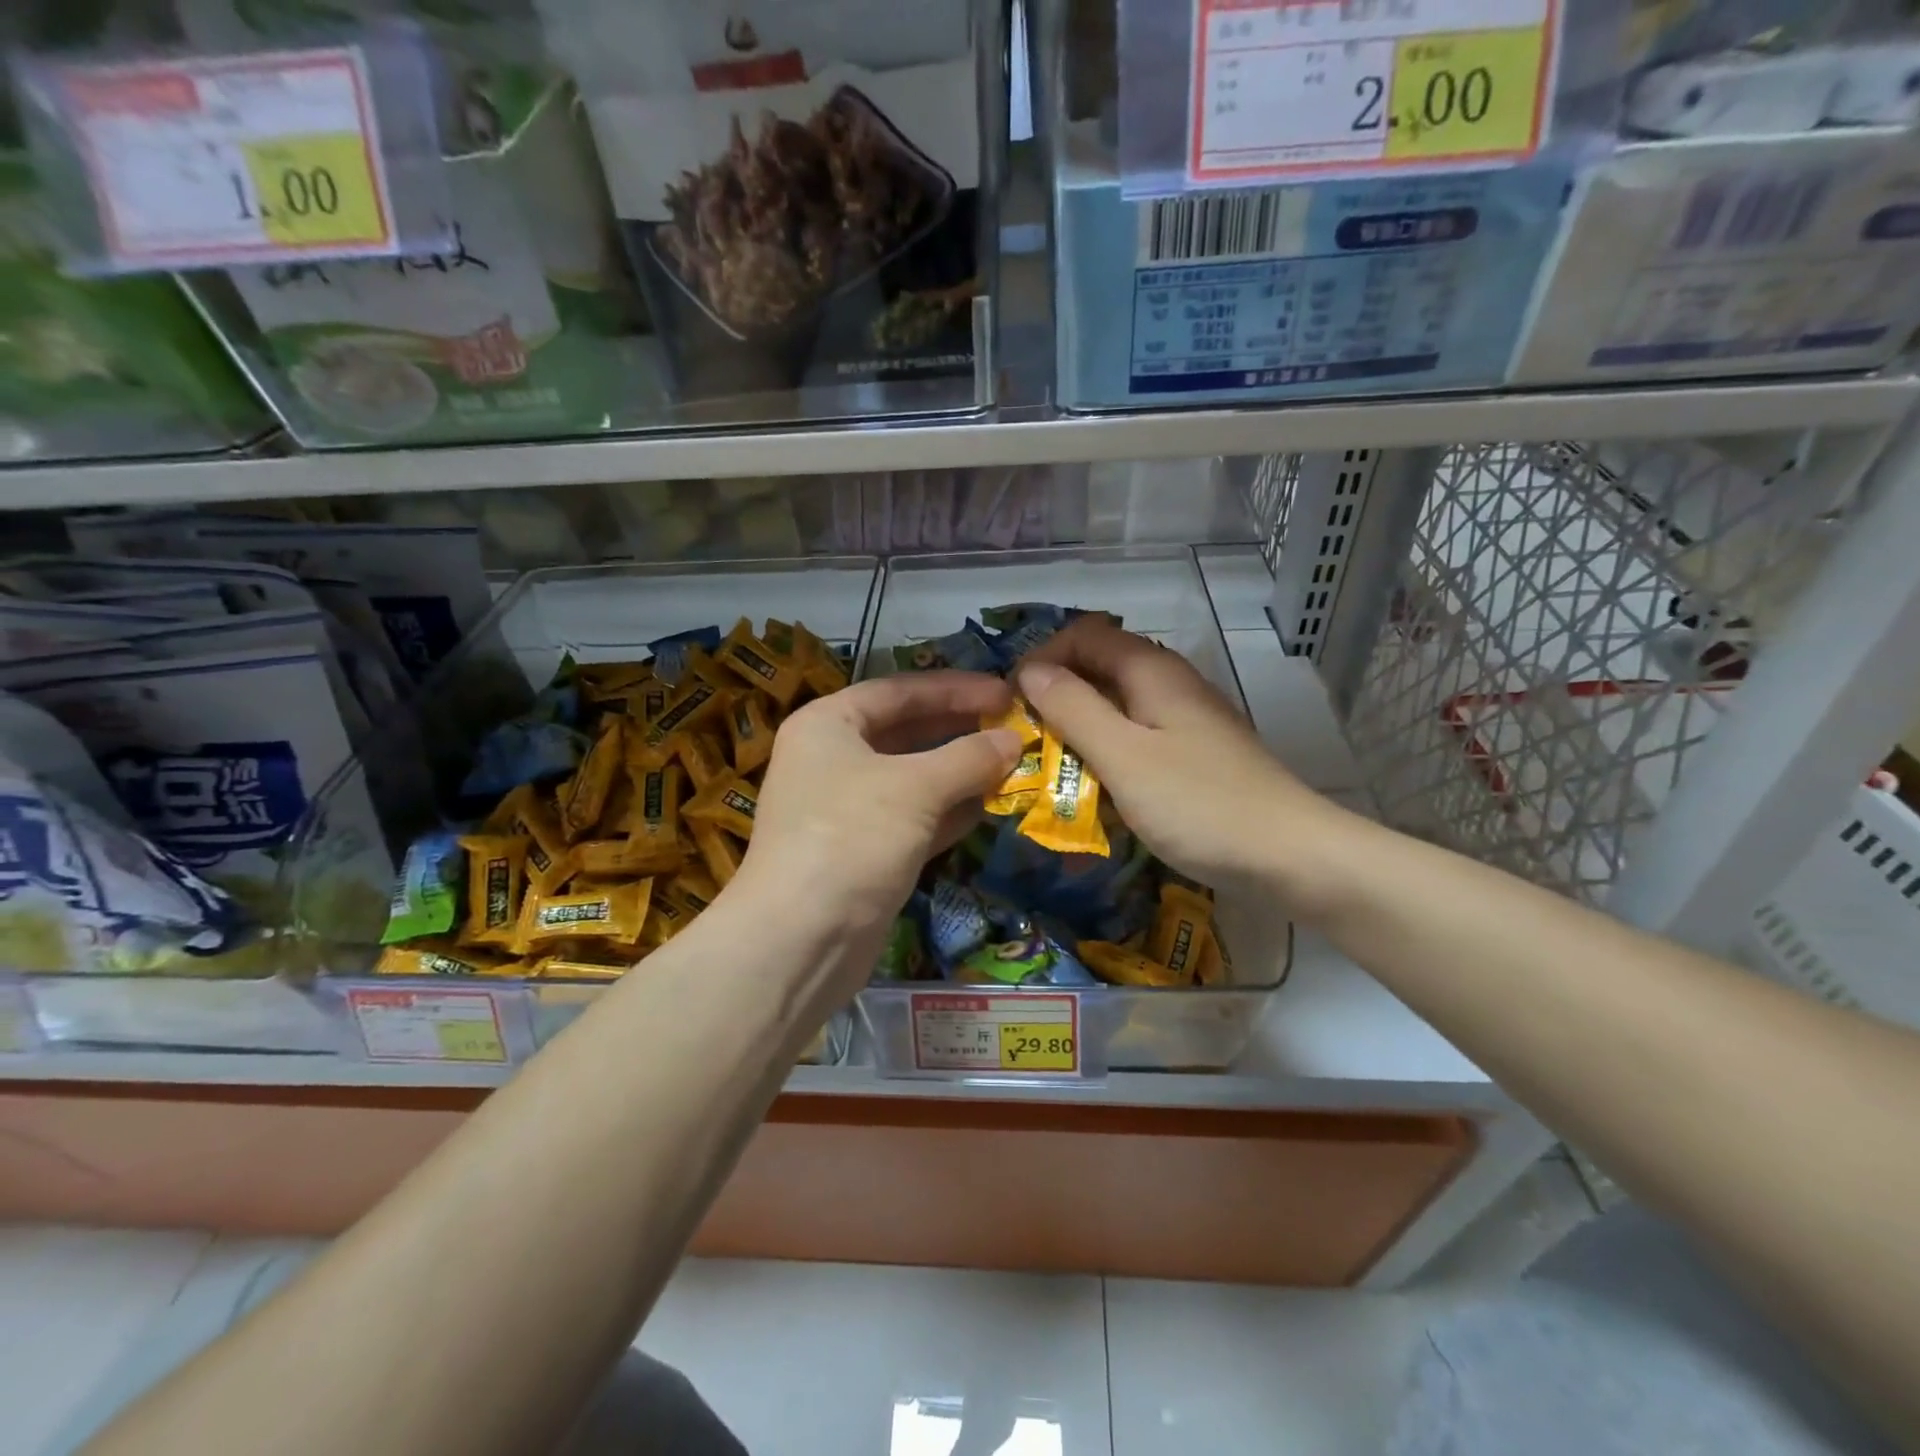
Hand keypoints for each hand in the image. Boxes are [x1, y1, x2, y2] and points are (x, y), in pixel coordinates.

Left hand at [738, 671, 1021, 940]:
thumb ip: (968, 758)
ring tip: (1014, 764)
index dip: (954, 688)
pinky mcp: (865, 852)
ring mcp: (847, 810)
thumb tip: (1012, 739)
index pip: (898, 691)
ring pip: (914, 779)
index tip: (1004, 692)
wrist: (801, 940)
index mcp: (827, 724)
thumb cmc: (852, 837)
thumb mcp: (915, 787)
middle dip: (960, 730)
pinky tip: (990, 806)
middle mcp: (832, 760)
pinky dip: (950, 812)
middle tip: (1014, 726)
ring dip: (961, 772)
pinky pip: (914, 818)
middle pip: (905, 732)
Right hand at [1016, 619, 1342, 894]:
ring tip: (1050, 763)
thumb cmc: (1199, 804)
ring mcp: (1186, 720)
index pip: (1084, 633)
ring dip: (1078, 726)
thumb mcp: (1123, 756)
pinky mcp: (1194, 754)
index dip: (1043, 657)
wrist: (1290, 857)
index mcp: (1153, 671)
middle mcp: (1171, 684)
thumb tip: (1030, 671)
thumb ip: (1074, 709)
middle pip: (1101, 666)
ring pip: (1117, 704)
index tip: (1012, 701)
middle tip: (1025, 737)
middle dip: (1056, 693)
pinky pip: (1137, 737)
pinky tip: (1095, 786)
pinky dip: (1106, 751)